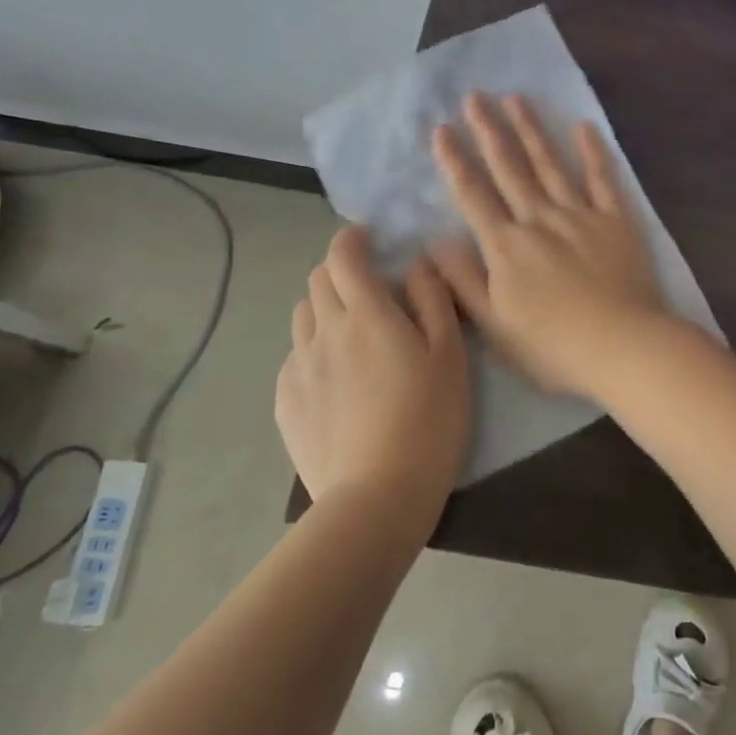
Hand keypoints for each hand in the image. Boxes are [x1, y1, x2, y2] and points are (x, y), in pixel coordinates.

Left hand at [275, 226, 468, 534]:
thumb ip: (433, 300)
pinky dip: (313, 349)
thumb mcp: (449, 354)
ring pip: (303, 317)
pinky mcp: (286, 402)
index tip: (368, 239)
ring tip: (351, 332)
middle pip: (318, 281)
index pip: (344, 255)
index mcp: (365, 313)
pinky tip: (335, 377)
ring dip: (324, 308)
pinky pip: (294, 358)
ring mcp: (298, 367)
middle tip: (368, 287)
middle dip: (340, 271)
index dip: (352, 239)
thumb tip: (417, 264)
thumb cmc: (428, 419)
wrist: (377, 495)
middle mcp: (324, 331)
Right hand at [430, 93, 668, 397]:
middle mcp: (540, 220)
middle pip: (510, 168)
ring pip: (550, 164)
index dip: (455, 161)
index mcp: (506, 246)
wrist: (623, 347)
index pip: (473, 195)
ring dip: (532, 130)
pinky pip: (602, 179)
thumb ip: (463, 280)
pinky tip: (583, 127)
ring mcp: (581, 216)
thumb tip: (436, 241)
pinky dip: (592, 152)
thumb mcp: (494, 325)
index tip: (442, 129)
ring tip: (516, 99)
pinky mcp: (616, 221)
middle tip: (475, 96)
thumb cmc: (553, 347)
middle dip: (489, 130)